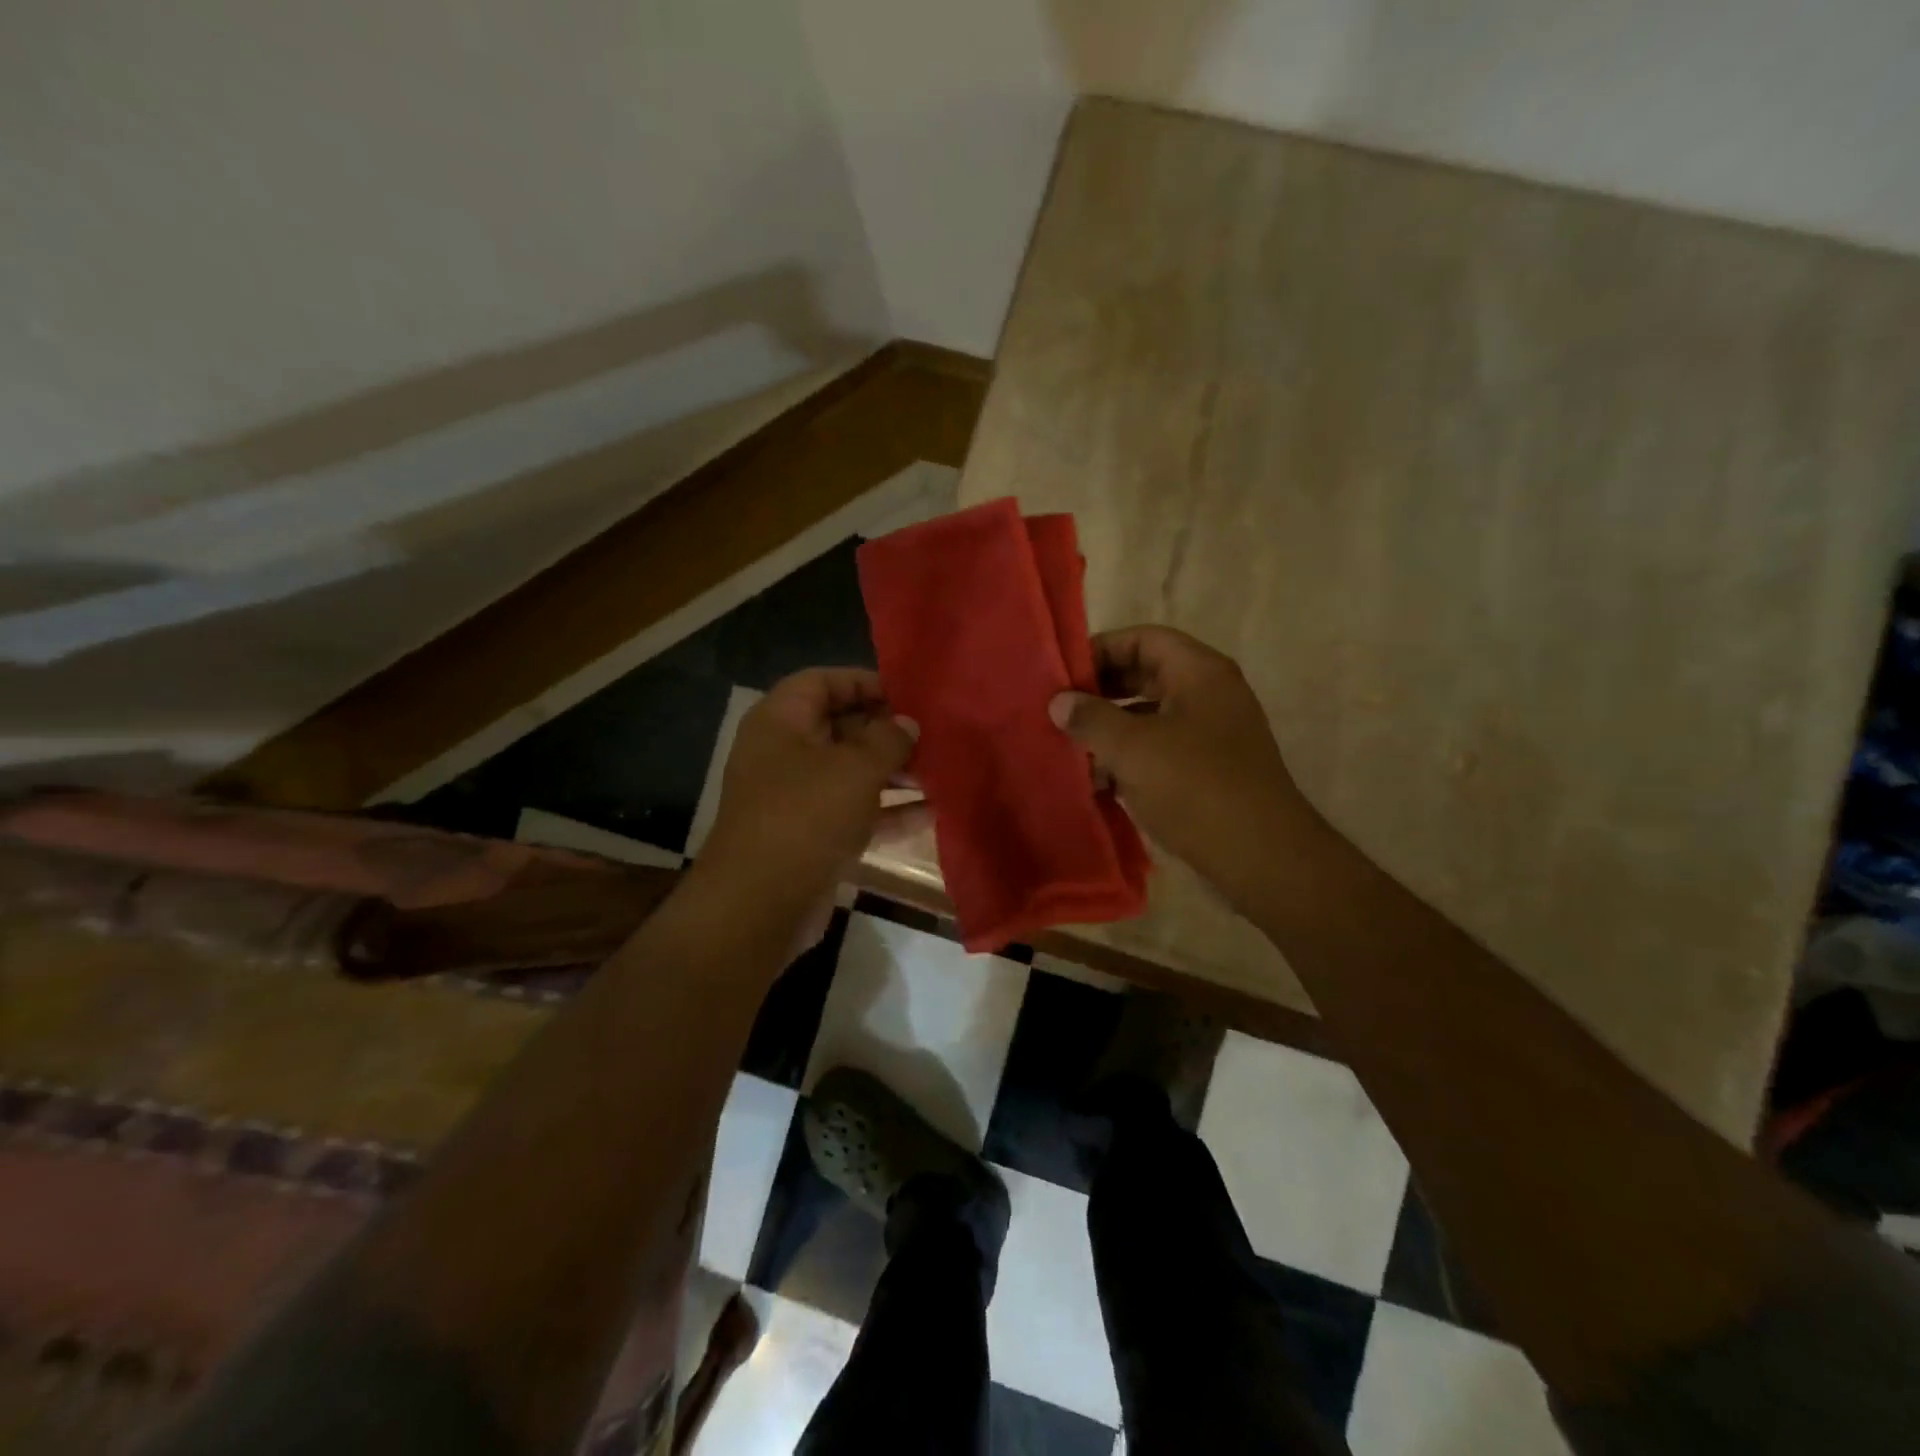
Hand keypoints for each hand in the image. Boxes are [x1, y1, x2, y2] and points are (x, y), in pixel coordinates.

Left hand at [698, 668, 920, 917]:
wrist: (761, 904)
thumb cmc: (806, 815)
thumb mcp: (854, 768)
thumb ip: (888, 739)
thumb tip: (907, 723)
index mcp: (781, 722)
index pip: (823, 682)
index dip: (865, 682)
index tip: (909, 694)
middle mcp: (785, 754)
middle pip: (842, 728)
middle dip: (888, 732)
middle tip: (934, 735)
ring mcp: (798, 799)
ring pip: (852, 774)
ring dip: (895, 774)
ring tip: (941, 772)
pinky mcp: (814, 837)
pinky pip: (856, 813)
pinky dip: (889, 812)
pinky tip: (933, 812)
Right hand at [1048, 626, 1311, 909]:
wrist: (1261, 857)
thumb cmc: (1196, 788)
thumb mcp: (1133, 748)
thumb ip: (1091, 719)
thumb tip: (1059, 702)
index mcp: (1200, 673)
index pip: (1143, 638)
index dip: (1101, 649)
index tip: (1063, 674)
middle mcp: (1209, 695)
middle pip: (1146, 675)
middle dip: (1101, 692)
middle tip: (1060, 710)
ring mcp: (1211, 735)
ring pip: (1150, 716)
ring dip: (1110, 729)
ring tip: (1070, 746)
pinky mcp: (1207, 771)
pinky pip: (1160, 750)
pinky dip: (1129, 758)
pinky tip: (1097, 781)